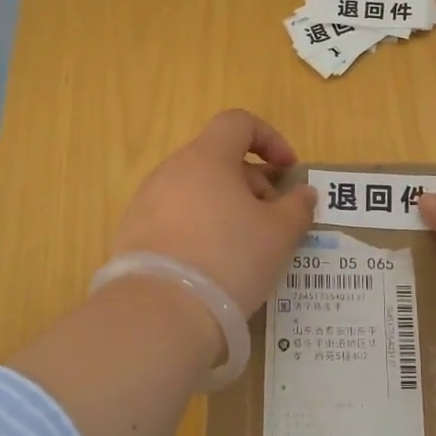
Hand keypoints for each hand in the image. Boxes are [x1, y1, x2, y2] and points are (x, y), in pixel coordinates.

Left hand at [110, 109, 319, 314]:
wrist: (159, 313)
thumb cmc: (229, 259)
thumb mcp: (279, 235)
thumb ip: (297, 207)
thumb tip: (303, 193)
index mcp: (206, 158)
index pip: (238, 123)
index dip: (270, 139)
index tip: (288, 171)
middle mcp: (171, 171)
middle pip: (218, 160)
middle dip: (252, 184)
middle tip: (272, 222)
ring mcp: (146, 202)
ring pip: (196, 191)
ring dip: (226, 208)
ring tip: (244, 248)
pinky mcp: (132, 234)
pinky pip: (175, 219)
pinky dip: (199, 229)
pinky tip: (211, 266)